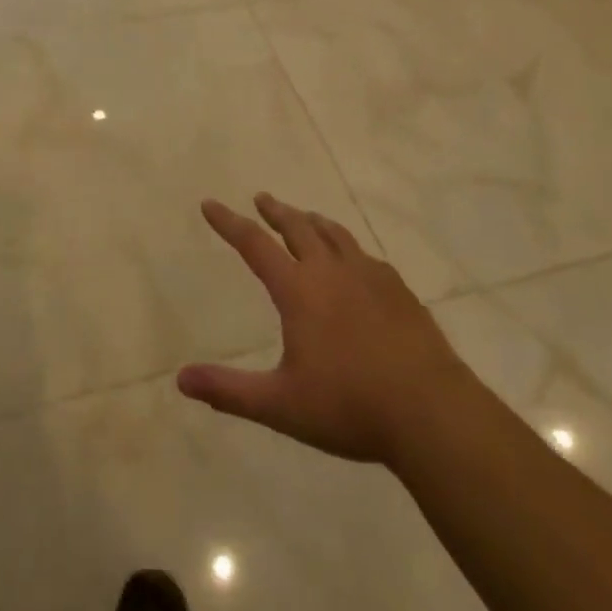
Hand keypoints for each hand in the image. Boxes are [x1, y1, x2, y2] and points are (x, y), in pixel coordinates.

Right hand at [178, 194, 465, 469]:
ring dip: (312, 221)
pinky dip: (348, 247)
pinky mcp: (399, 291)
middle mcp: (331, 271)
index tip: (210, 204)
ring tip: (304, 217)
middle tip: (262, 198)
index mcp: (299, 290)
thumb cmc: (349, 407)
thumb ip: (229, 391)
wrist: (431, 412)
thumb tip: (180, 379)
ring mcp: (369, 276)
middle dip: (275, 211)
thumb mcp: (280, 404)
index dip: (229, 223)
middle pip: (297, 227)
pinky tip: (355, 260)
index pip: (254, 244)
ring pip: (334, 234)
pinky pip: (366, 255)